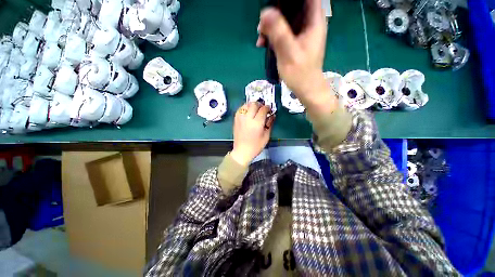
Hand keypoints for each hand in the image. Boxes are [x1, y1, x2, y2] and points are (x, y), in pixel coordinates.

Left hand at [230, 102, 274, 165]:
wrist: (242, 151)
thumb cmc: (256, 146)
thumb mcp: (266, 136)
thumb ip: (270, 124)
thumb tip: (272, 115)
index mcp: (256, 124)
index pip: (263, 109)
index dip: (268, 108)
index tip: (269, 110)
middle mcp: (247, 119)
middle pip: (254, 104)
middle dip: (260, 105)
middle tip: (263, 109)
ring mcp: (240, 118)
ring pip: (246, 104)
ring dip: (252, 105)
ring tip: (256, 110)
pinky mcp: (236, 119)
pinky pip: (240, 108)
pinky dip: (245, 108)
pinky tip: (249, 112)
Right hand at [256, 0, 337, 115]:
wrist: (306, 89)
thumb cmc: (301, 74)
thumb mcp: (288, 53)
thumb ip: (278, 32)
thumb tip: (265, 12)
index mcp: (314, 20)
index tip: (274, 3)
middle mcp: (309, 22)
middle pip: (293, 5)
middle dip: (275, 11)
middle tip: (262, 24)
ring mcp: (302, 32)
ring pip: (286, 18)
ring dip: (271, 25)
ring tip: (260, 37)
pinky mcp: (295, 41)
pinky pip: (283, 31)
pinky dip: (273, 35)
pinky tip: (263, 44)